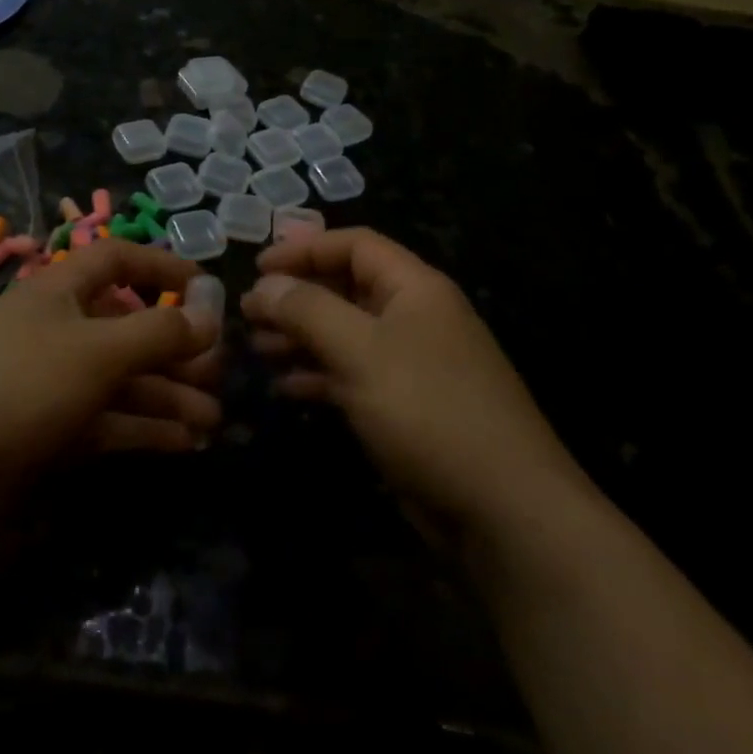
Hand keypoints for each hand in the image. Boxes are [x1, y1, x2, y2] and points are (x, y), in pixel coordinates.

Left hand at [0, 241, 224, 502]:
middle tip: (219, 373)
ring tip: (213, 421)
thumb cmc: (18, 384)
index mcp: (60, 292)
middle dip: (176, 348)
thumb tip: (210, 313)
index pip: (117, 260)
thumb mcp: (96, 350)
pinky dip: (145, 429)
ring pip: (123, 381)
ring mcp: (53, 384)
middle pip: (129, 328)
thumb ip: (159, 331)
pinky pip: (109, 422)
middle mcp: (59, 331)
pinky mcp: (50, 433)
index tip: (206, 287)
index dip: (161, 266)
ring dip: (168, 396)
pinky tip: (184, 443)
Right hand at [242, 229, 575, 533]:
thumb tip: (265, 283)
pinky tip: (287, 386)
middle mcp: (415, 316)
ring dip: (302, 336)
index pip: (354, 245)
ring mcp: (413, 364)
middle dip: (297, 296)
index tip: (258, 267)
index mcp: (415, 287)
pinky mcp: (408, 406)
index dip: (304, 248)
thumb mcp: (360, 351)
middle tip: (249, 313)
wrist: (503, 509)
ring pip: (347, 334)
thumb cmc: (428, 410)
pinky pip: (355, 375)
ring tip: (258, 348)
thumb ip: (307, 310)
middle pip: (347, 287)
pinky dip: (320, 375)